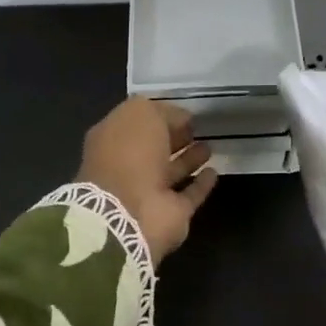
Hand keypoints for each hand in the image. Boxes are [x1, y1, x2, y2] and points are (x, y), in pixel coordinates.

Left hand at [77, 98, 218, 264]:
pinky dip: (200, 185)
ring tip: (209, 146)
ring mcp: (148, 192)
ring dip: (189, 159)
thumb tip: (182, 118)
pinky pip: (188, 195)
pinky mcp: (170, 213)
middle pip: (154, 148)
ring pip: (171, 171)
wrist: (130, 212)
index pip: (137, 123)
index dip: (160, 116)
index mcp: (112, 140)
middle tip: (197, 128)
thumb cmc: (129, 154)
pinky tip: (213, 172)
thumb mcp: (141, 114)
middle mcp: (127, 166)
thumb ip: (161, 112)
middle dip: (174, 137)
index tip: (185, 112)